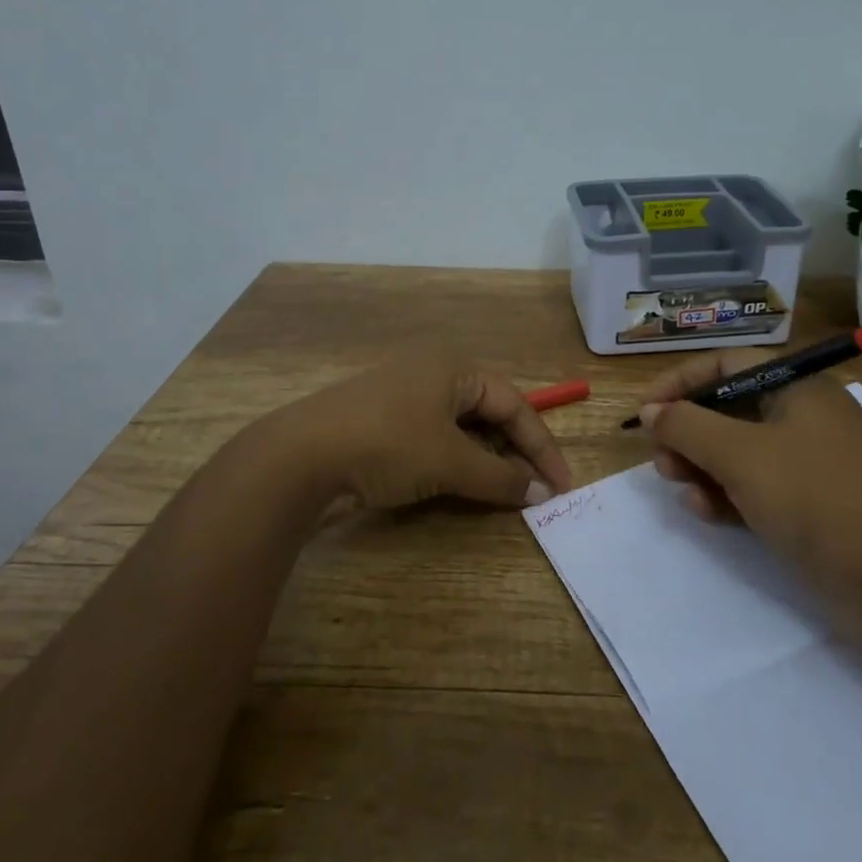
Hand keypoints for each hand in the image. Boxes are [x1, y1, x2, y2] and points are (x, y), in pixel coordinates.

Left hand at [283, 345, 574, 512]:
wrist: (299, 458)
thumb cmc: (387, 444)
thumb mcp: (449, 461)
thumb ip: (500, 477)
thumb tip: (541, 494)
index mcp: (453, 366)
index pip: (513, 403)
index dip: (541, 445)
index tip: (562, 486)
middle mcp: (431, 373)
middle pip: (488, 413)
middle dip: (515, 452)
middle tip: (536, 491)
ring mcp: (403, 397)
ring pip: (461, 428)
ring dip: (486, 460)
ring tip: (505, 492)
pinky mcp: (382, 424)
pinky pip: (435, 439)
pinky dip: (456, 462)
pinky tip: (464, 486)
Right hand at [637, 351, 861, 663]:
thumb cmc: (821, 498)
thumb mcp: (744, 455)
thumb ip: (688, 427)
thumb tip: (651, 411)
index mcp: (795, 388)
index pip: (724, 365)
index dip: (679, 382)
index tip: (644, 411)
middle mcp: (799, 418)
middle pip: (726, 408)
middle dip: (686, 430)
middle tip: (660, 459)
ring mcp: (804, 465)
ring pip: (734, 452)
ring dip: (699, 465)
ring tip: (677, 485)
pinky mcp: (805, 508)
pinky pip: (751, 489)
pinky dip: (723, 495)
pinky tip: (703, 511)